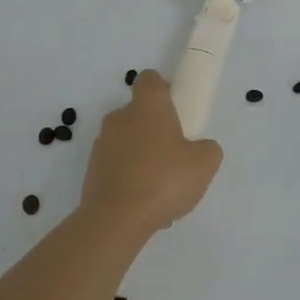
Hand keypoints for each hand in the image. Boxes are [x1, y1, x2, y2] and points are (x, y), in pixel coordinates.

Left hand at [80, 70, 222, 233]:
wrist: (116, 219)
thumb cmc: (164, 179)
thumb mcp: (205, 163)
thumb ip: (207, 148)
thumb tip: (199, 148)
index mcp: (147, 106)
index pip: (150, 79)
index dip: (164, 89)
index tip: (177, 109)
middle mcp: (119, 118)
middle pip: (139, 113)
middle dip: (156, 130)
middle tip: (176, 155)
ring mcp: (101, 145)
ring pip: (128, 143)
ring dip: (143, 157)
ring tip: (161, 189)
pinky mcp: (91, 171)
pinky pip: (117, 168)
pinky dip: (130, 179)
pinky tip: (144, 204)